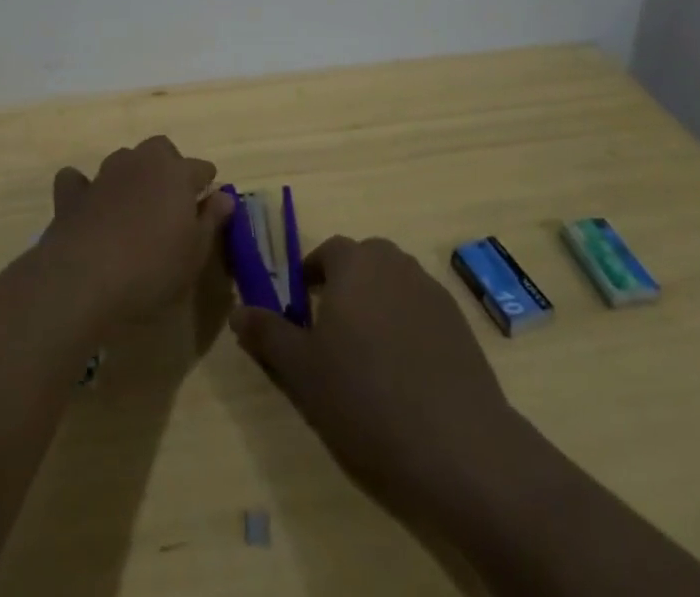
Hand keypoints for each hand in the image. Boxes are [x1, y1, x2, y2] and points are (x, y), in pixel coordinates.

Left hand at [44, 136, 233, 327]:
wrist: (85, 279)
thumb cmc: (152, 268)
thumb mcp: (195, 253)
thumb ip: (211, 220)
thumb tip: (224, 196)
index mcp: (176, 173)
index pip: (200, 167)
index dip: (206, 182)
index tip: (209, 200)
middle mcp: (141, 163)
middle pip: (160, 149)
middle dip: (168, 165)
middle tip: (171, 197)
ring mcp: (104, 175)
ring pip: (122, 159)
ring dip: (131, 174)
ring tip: (134, 204)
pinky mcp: (72, 194)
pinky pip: (77, 180)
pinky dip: (84, 188)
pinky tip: (87, 206)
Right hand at [230, 236, 524, 516]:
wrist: (459, 447)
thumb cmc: (366, 398)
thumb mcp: (302, 371)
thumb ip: (267, 334)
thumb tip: (239, 311)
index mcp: (355, 262)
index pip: (326, 252)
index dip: (310, 278)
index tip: (301, 314)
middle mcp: (395, 263)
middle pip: (362, 263)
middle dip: (344, 289)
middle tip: (331, 337)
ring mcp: (432, 291)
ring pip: (393, 287)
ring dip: (377, 307)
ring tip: (367, 359)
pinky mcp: (460, 324)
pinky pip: (421, 313)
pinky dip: (407, 330)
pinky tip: (405, 376)